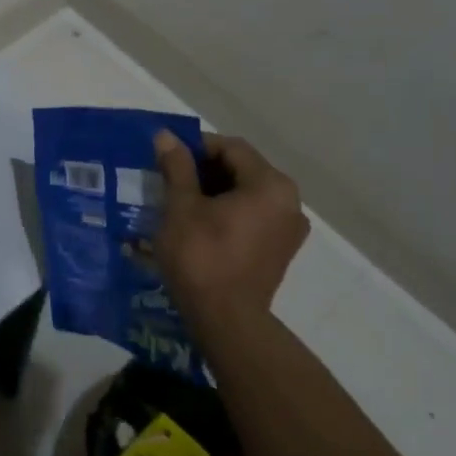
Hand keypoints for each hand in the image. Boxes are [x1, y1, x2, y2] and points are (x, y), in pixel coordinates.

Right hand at [152, 130, 309, 329]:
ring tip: (180, 202)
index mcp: (270, 184)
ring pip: (247, 194)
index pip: (231, 148)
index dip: (196, 147)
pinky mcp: (280, 251)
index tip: (167, 157)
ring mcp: (288, 229)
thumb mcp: (182, 206)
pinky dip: (228, 213)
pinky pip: (253, 217)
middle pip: (242, 169)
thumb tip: (165, 135)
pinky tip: (200, 225)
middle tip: (169, 179)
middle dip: (205, 170)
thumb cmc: (202, 256)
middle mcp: (289, 202)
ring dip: (215, 192)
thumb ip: (176, 167)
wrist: (226, 320)